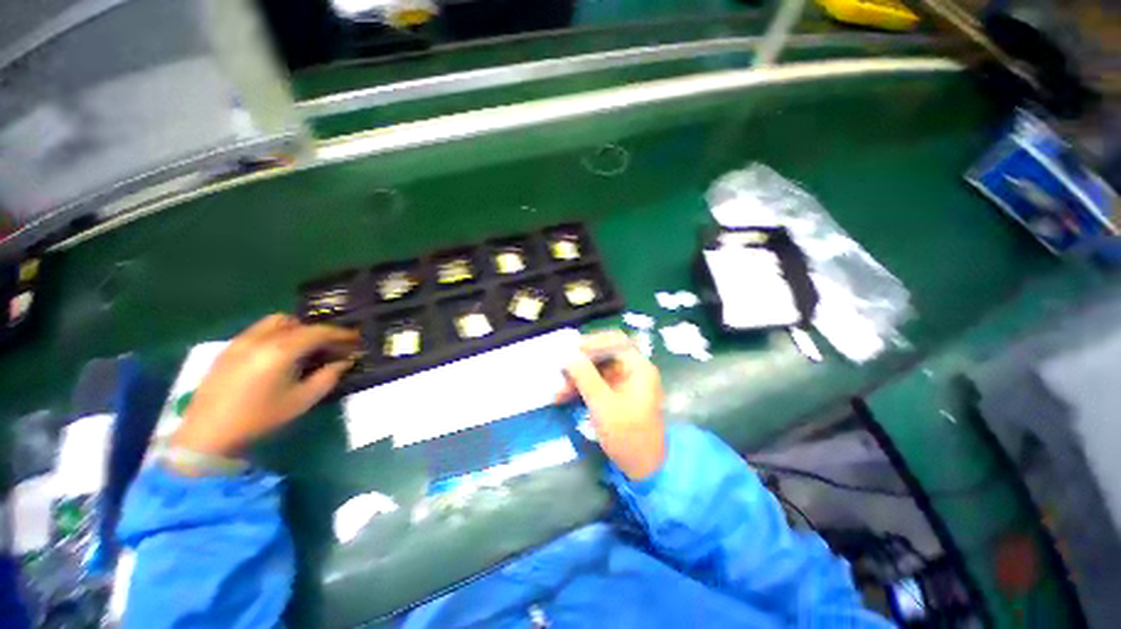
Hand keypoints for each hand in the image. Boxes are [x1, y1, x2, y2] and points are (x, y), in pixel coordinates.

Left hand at [173, 314, 360, 457]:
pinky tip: (279, 355)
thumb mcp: (303, 400)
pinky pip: (259, 331)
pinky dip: (277, 335)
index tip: (356, 340)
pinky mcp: (228, 349)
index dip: (341, 334)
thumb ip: (329, 376)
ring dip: (296, 330)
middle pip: (298, 322)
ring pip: (275, 322)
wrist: (208, 434)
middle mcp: (260, 338)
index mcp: (281, 350)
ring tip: (305, 348)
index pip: (319, 332)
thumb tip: (345, 361)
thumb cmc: (261, 417)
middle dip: (318, 331)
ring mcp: (240, 341)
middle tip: (331, 346)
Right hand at [558, 330, 665, 480]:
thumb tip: (569, 355)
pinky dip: (582, 389)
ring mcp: (625, 384)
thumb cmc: (628, 435)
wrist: (643, 468)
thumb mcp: (603, 405)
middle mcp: (633, 371)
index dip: (593, 342)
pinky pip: (597, 384)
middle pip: (605, 355)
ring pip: (597, 371)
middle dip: (581, 363)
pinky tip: (564, 397)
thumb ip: (585, 377)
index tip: (571, 351)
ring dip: (578, 378)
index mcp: (638, 368)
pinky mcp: (617, 396)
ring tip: (559, 391)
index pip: (616, 341)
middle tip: (561, 370)